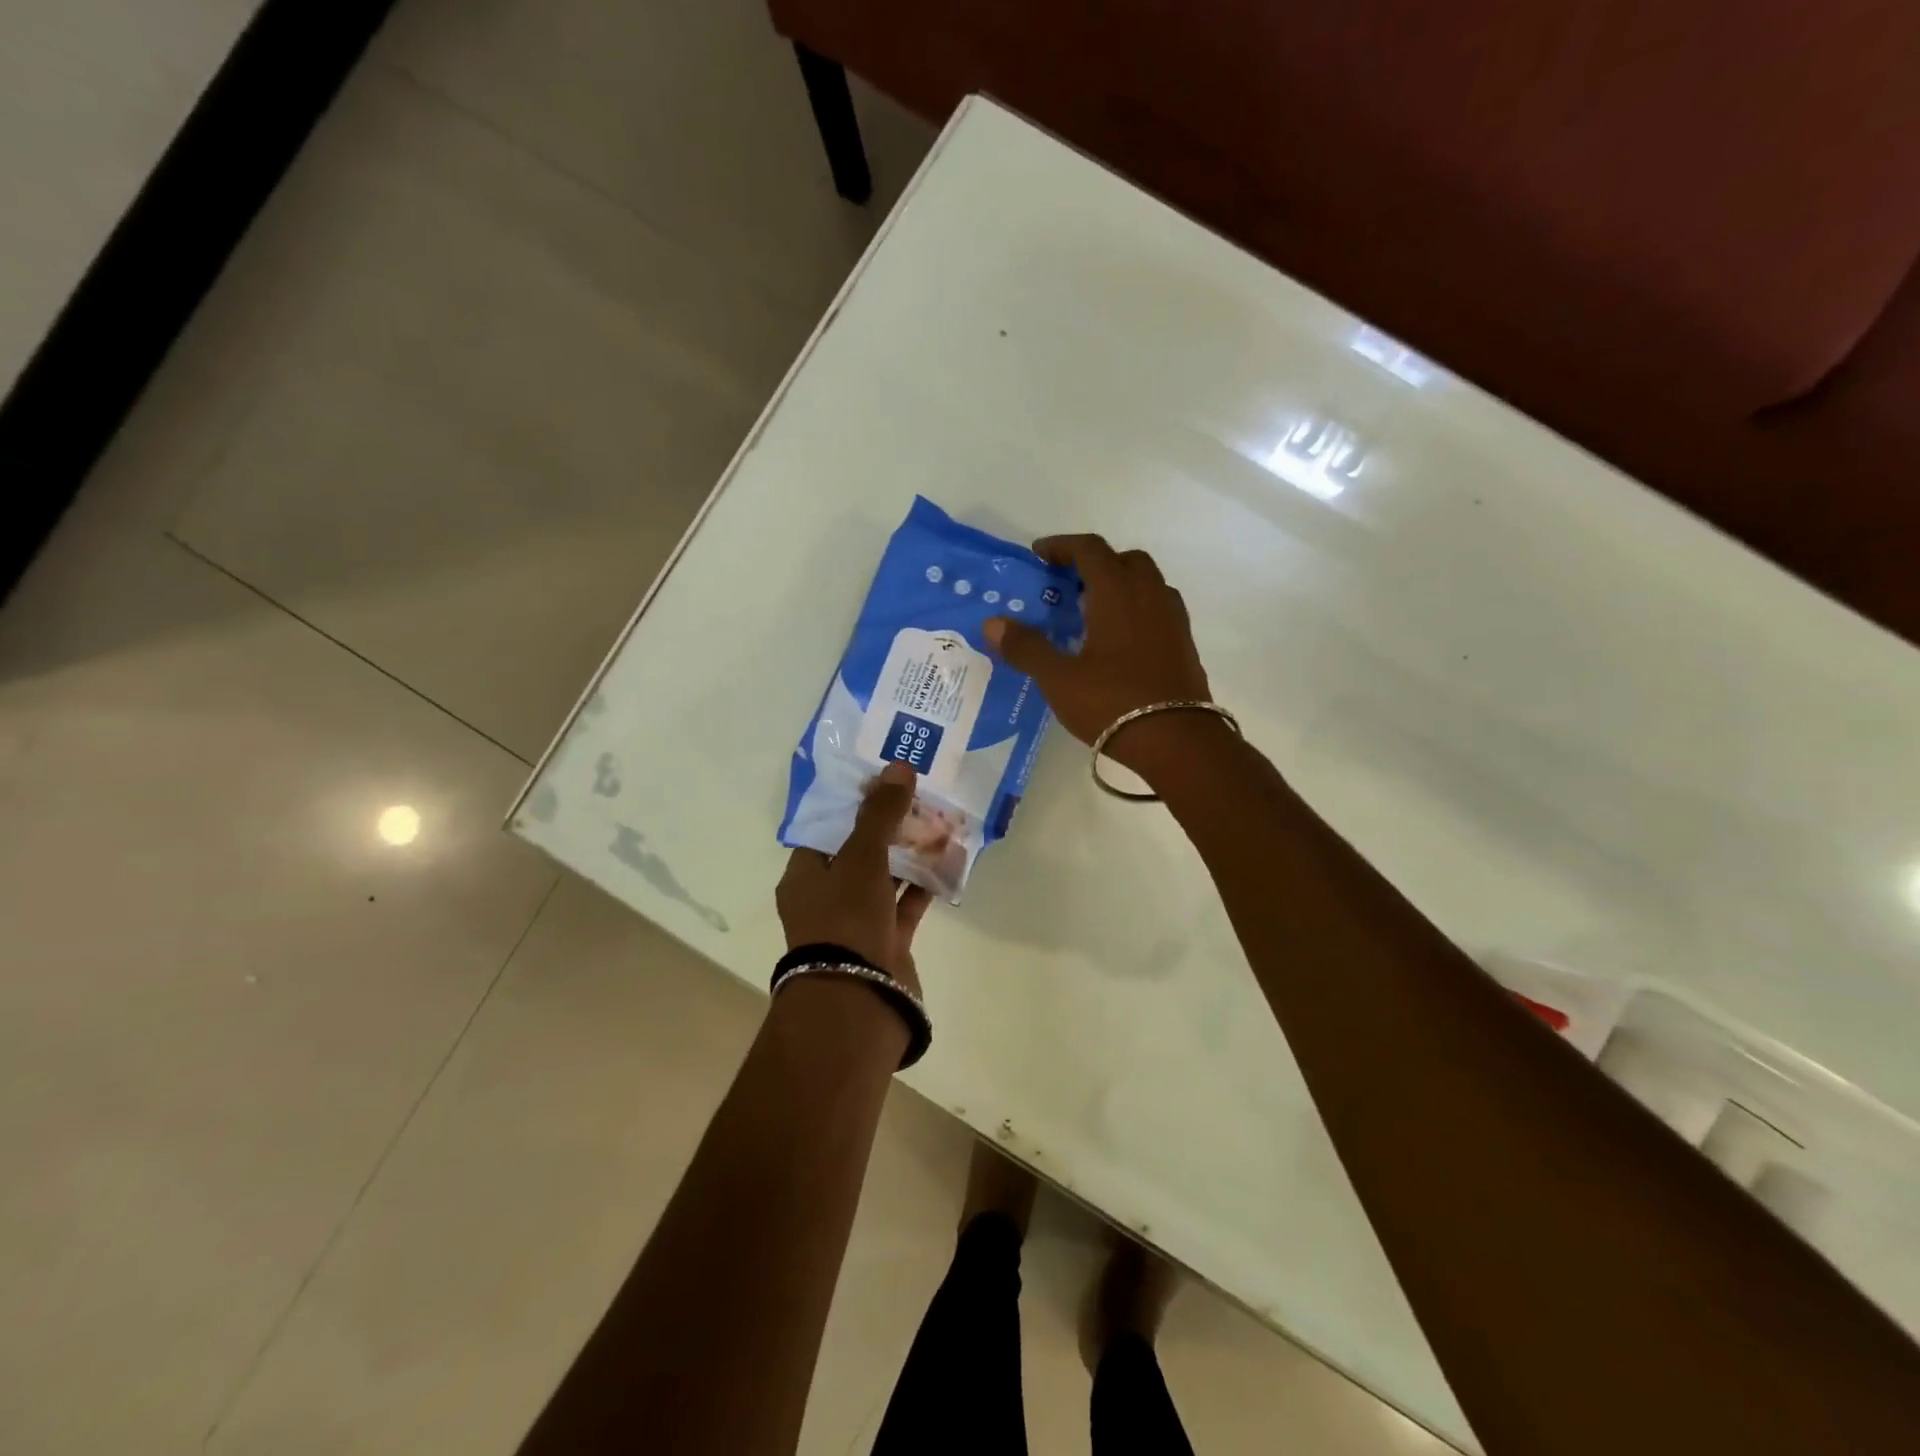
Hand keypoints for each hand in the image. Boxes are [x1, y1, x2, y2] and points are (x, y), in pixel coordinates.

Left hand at [776, 762, 934, 995]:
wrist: (858, 997)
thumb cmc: (846, 918)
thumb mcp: (860, 857)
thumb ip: (880, 814)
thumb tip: (898, 767)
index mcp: (805, 876)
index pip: (826, 830)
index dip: (853, 805)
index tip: (882, 782)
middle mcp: (827, 897)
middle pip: (858, 852)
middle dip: (888, 827)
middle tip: (917, 796)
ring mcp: (858, 922)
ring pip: (885, 879)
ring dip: (909, 854)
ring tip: (937, 820)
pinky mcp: (887, 942)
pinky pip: (907, 905)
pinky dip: (924, 885)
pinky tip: (947, 860)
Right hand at [983, 535, 1216, 777]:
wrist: (1178, 742)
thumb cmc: (1113, 704)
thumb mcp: (1059, 679)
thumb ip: (1026, 648)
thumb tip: (992, 623)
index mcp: (1117, 594)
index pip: (1091, 550)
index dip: (1063, 546)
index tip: (1040, 555)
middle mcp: (1150, 596)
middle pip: (1125, 559)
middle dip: (1096, 562)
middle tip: (1069, 584)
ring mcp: (1173, 620)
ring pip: (1148, 583)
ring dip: (1121, 584)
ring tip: (1094, 611)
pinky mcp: (1184, 645)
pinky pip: (1159, 609)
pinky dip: (1138, 609)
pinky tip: (1121, 640)